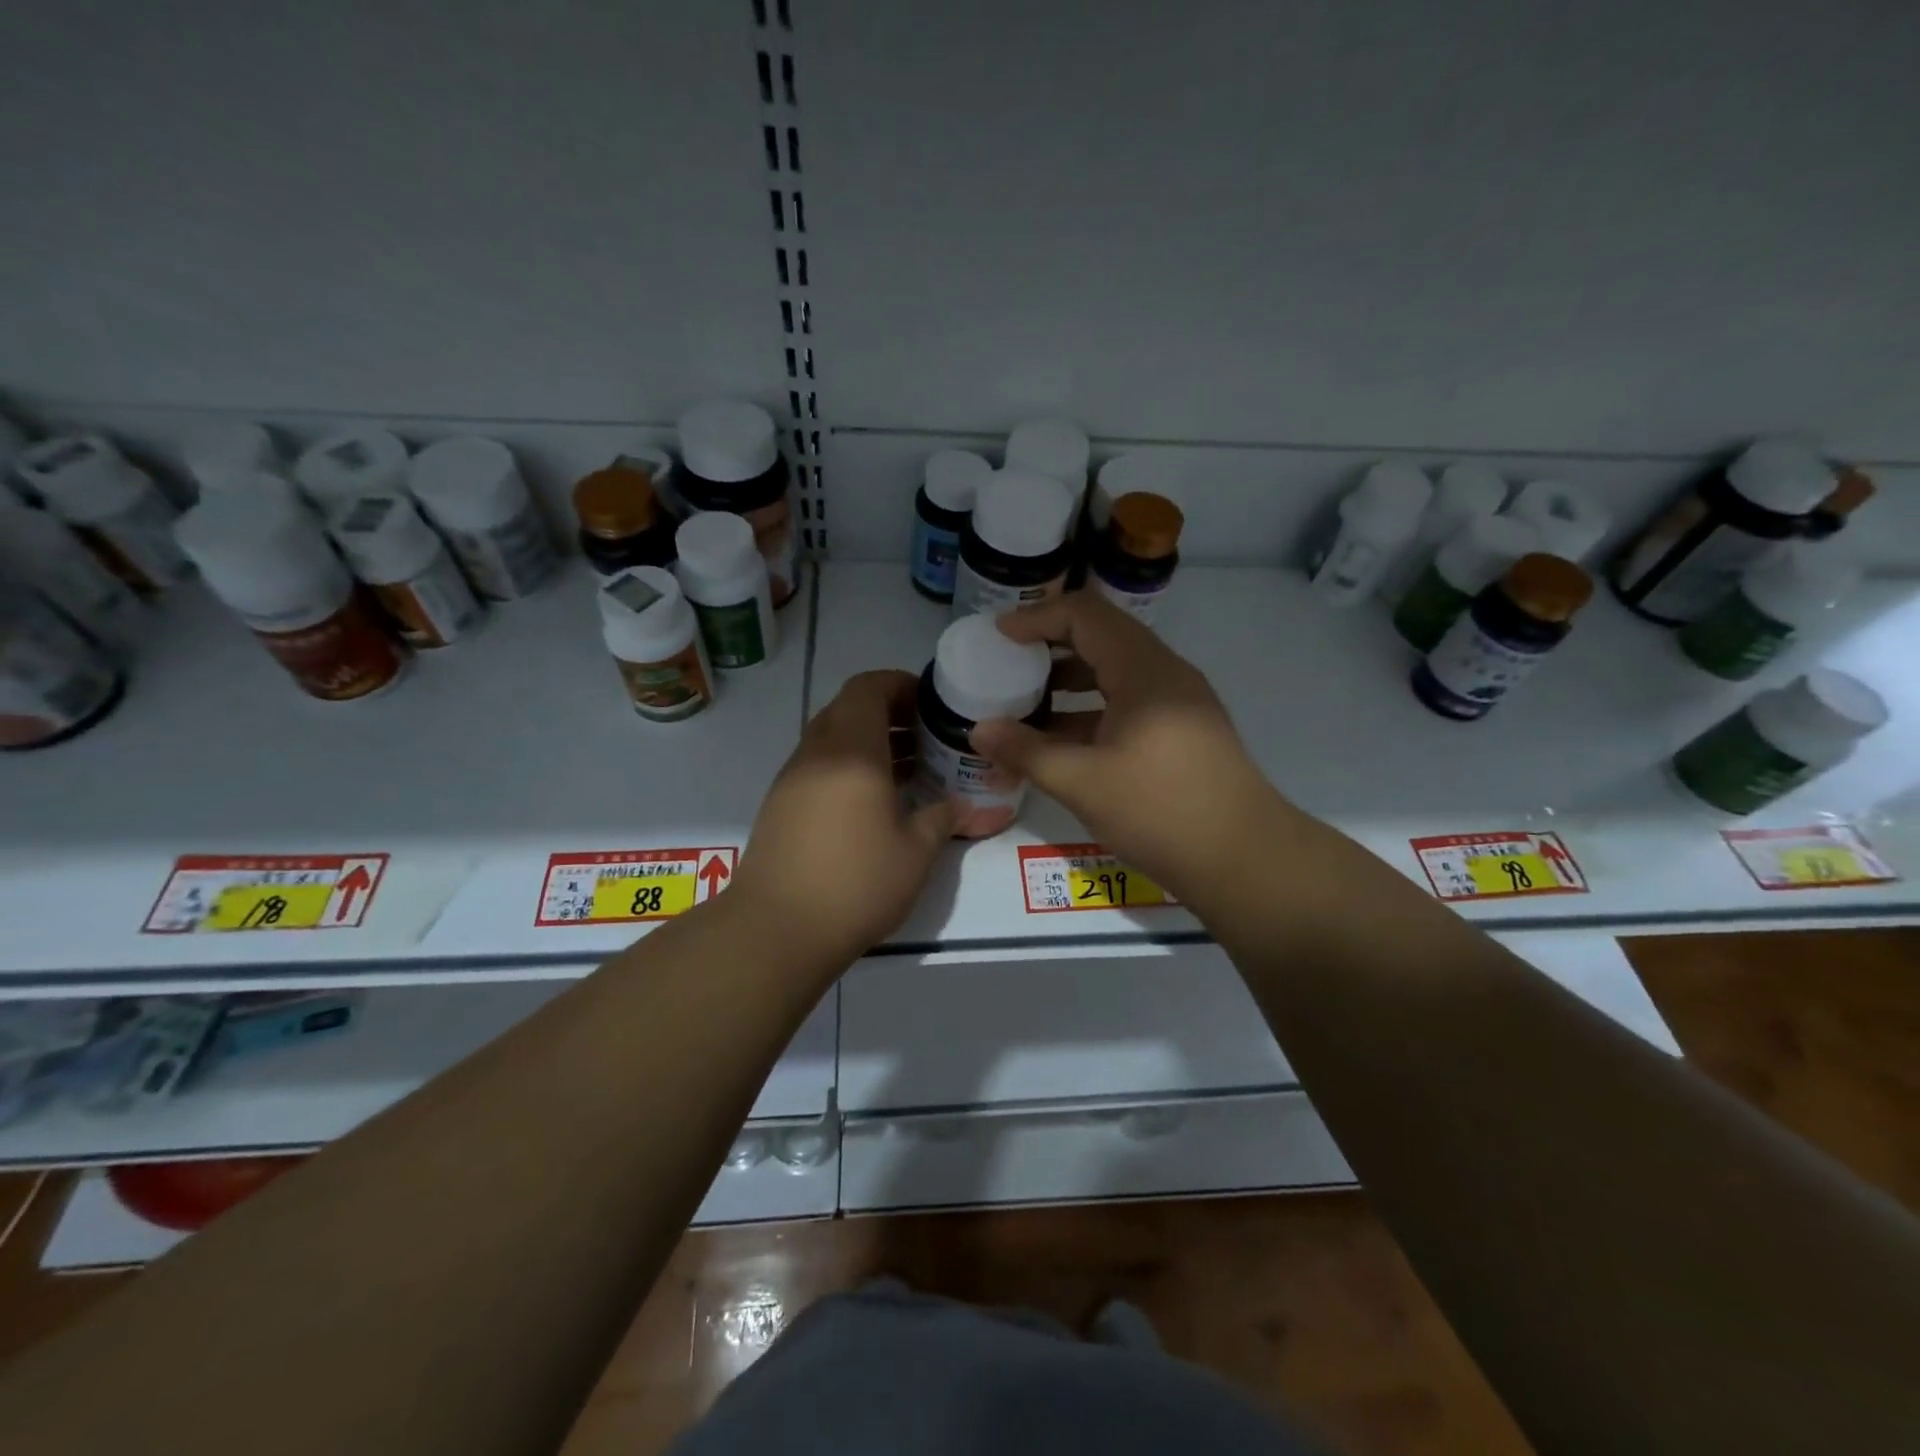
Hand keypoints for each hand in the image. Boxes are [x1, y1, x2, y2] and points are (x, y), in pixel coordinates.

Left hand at [732, 670, 956, 965]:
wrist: (776, 930)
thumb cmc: (855, 883)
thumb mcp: (915, 852)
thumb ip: (943, 818)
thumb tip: (967, 805)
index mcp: (851, 750)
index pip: (868, 687)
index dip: (900, 684)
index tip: (931, 702)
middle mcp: (817, 753)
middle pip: (849, 708)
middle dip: (889, 713)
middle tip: (926, 736)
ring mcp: (792, 778)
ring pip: (831, 737)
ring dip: (868, 741)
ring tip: (908, 769)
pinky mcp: (780, 804)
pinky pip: (818, 765)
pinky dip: (848, 766)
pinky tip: (873, 802)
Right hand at [970, 592, 1287, 901]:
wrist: (1245, 861)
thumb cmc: (1162, 811)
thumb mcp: (1084, 782)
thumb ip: (1027, 751)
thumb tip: (978, 730)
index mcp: (1144, 671)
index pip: (1085, 615)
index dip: (1037, 618)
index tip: (998, 637)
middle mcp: (1165, 674)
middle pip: (1100, 638)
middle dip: (1049, 647)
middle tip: (1007, 666)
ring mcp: (1179, 702)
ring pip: (1114, 673)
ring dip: (1069, 682)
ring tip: (1025, 705)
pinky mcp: (1182, 731)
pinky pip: (1128, 703)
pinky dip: (1091, 710)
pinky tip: (1061, 742)